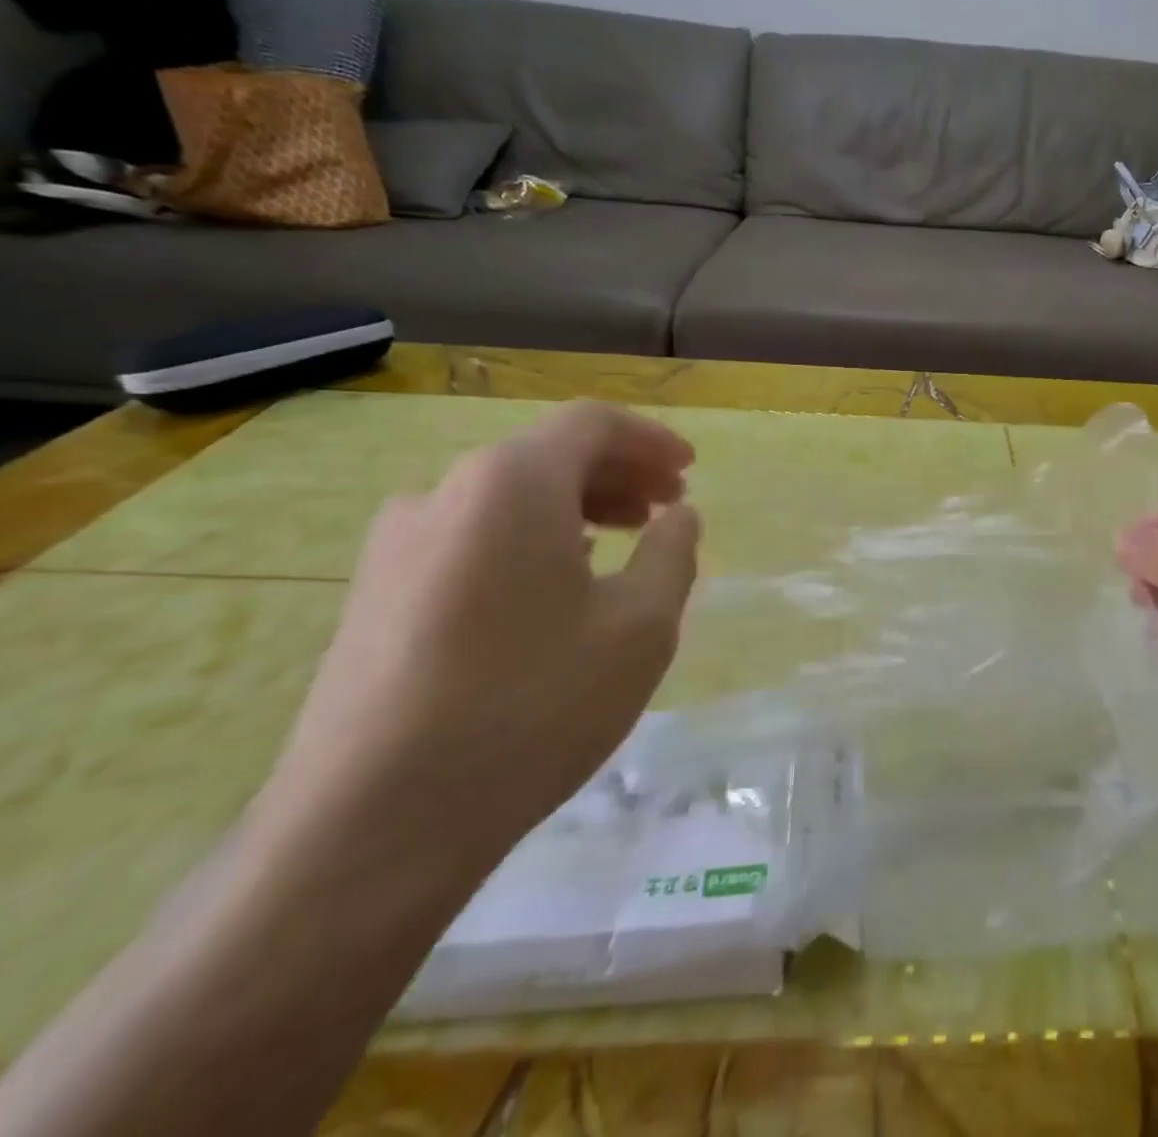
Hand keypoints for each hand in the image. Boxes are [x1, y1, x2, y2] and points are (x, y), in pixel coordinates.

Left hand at [254, 401, 701, 885]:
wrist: (371, 828)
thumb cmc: (532, 707)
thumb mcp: (641, 626)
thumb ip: (673, 553)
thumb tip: (679, 516)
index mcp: (511, 483)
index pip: (591, 424)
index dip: (651, 439)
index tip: (690, 469)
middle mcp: (445, 493)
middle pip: (547, 454)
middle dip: (619, 473)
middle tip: (667, 508)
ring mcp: (397, 544)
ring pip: (507, 497)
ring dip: (576, 505)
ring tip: (622, 543)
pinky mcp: (374, 595)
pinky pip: (471, 536)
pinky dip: (530, 538)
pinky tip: (556, 586)